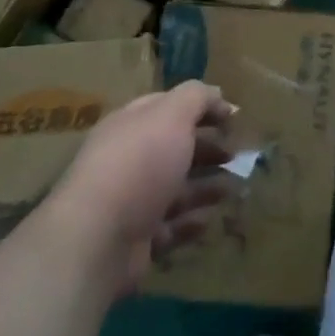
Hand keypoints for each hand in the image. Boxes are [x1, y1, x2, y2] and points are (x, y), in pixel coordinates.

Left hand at [51, 81, 234, 294]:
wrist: (97, 239)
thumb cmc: (138, 163)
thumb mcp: (172, 114)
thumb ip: (197, 97)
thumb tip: (218, 95)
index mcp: (133, 124)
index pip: (170, 107)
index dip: (202, 108)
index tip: (233, 117)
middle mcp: (130, 159)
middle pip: (175, 148)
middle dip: (208, 149)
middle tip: (238, 154)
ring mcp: (132, 201)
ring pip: (176, 189)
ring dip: (206, 186)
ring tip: (234, 187)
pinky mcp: (137, 241)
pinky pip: (170, 227)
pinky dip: (191, 223)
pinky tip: (209, 220)